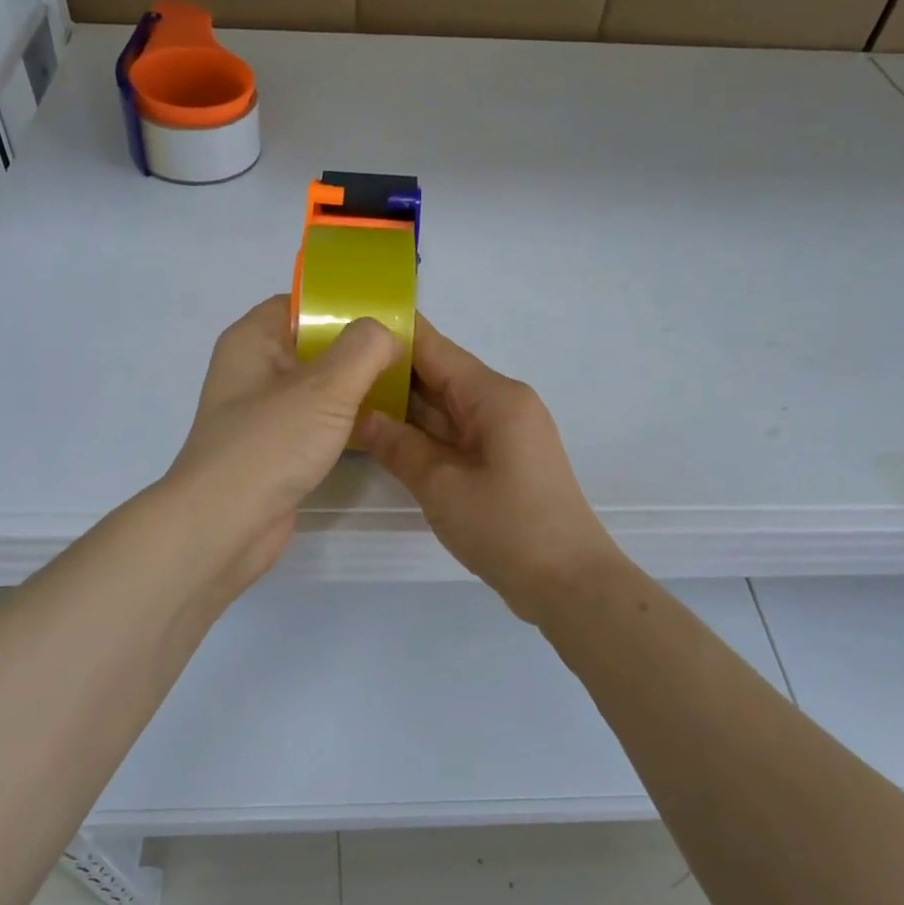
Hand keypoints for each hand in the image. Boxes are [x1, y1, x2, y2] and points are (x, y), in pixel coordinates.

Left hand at [165, 295, 401, 595]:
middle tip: (405, 355)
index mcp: (252, 341)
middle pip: (312, 345)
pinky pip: (313, 422)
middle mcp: (252, 371)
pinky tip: (375, 425)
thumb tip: (386, 334)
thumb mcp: (324, 387)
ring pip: (315, 387)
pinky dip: (340, 420)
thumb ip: (363, 349)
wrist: (223, 526)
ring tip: (400, 387)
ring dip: (352, 388)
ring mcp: (261, 413)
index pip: (301, 304)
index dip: (343, 306)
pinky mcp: (273, 449)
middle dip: (357, 349)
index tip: (388, 318)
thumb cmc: (269, 445)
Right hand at [360, 317, 620, 620]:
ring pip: (446, 407)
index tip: (348, 322)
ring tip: (349, 395)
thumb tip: (362, 416)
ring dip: (405, 405)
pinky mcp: (503, 459)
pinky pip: (456, 433)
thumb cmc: (506, 527)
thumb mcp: (441, 486)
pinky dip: (424, 432)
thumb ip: (399, 446)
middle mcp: (502, 403)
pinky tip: (386, 434)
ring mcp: (504, 432)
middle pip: (440, 375)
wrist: (568, 582)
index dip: (393, 334)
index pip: (435, 349)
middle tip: (335, 367)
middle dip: (391, 371)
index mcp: (494, 396)